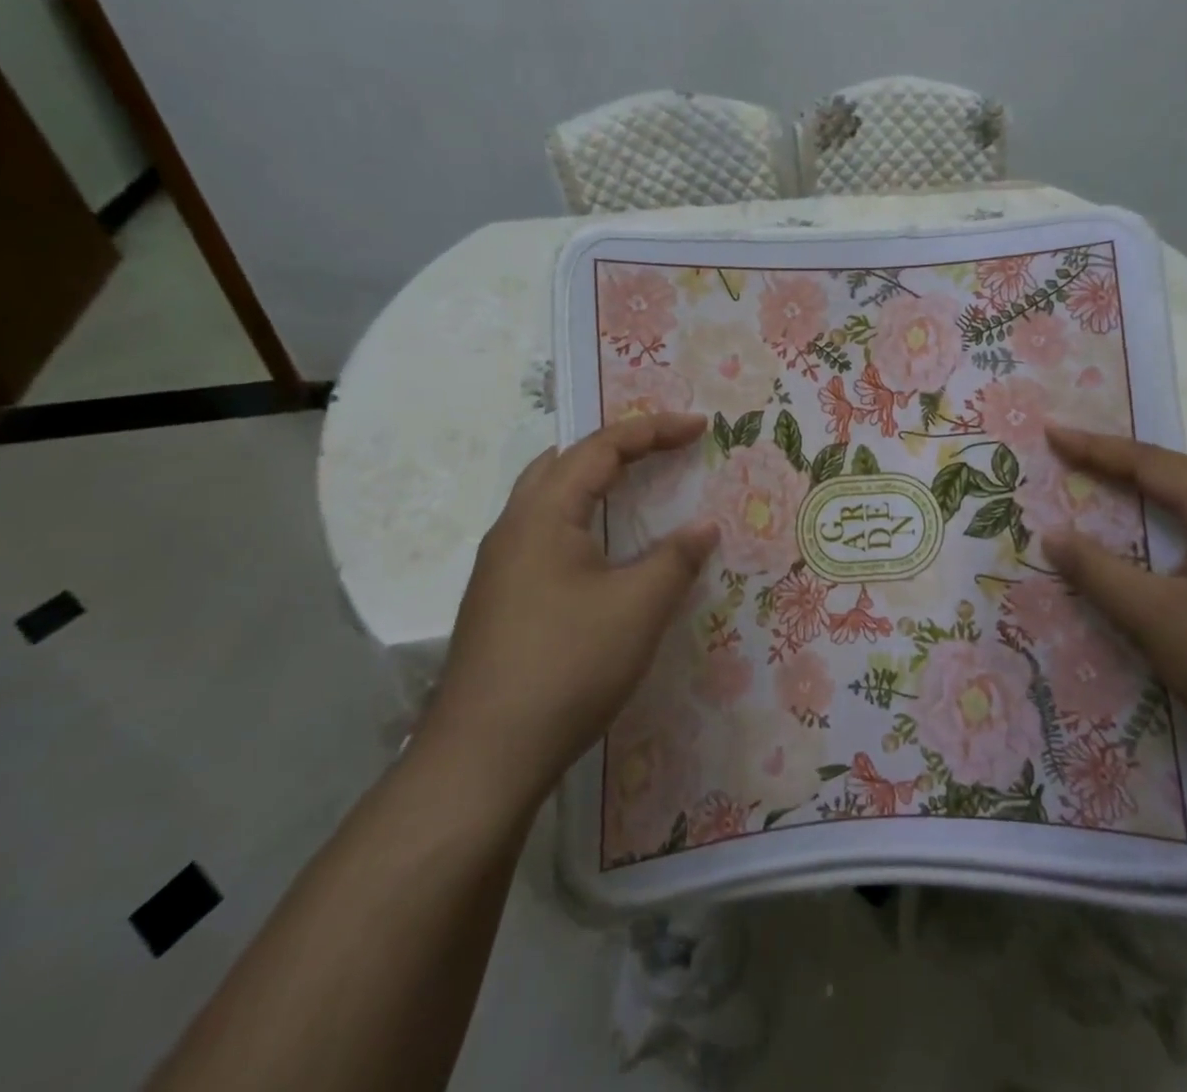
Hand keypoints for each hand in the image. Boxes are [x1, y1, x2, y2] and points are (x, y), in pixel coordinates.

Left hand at [424, 414, 718, 805]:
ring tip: (637, 488)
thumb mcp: (637, 608)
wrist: (482, 758)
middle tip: (663, 449)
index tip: (700, 428)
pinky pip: (545, 533)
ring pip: (549, 498)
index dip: (654, 430)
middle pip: (565, 461)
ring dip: (594, 482)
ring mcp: (500, 566)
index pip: (601, 447)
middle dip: (618, 446)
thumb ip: (676, 559)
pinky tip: (604, 552)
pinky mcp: (499, 599)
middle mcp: (513, 527)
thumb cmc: (567, 666)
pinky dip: (582, 519)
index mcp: (543, 514)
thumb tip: (703, 528)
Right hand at [1040, 425, 1186, 796]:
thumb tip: (1052, 534)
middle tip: (1082, 453)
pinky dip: (1185, 519)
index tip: (1053, 432)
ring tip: (1121, 483)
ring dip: (1162, 487)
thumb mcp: (1154, 619)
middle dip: (1131, 460)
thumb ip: (1098, 572)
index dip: (1097, 448)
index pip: (1152, 465)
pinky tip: (1174, 539)